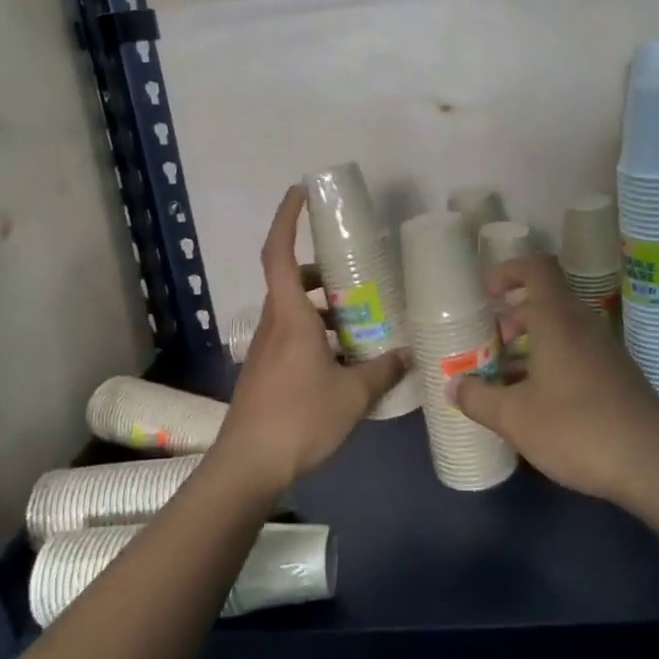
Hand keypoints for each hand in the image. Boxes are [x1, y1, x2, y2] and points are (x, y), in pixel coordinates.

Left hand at [220, 185, 409, 493]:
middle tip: (354, 272)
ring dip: (321, 306)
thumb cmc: (300, 419)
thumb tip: (410, 355)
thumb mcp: (353, 394)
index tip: (300, 191)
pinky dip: (317, 334)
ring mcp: (266, 350)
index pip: (279, 253)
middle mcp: (273, 325)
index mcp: (290, 317)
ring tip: (359, 318)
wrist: (248, 466)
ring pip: (292, 311)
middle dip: (320, 270)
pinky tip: (344, 359)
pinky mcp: (266, 372)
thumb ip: (384, 370)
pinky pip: (292, 337)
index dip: (286, 218)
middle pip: (290, 281)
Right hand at [449, 255, 658, 504]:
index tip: (486, 295)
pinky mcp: (619, 375)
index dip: (508, 271)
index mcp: (559, 320)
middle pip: (546, 300)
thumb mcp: (514, 418)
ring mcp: (607, 350)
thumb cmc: (576, 430)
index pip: (537, 268)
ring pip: (562, 330)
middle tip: (489, 346)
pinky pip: (578, 352)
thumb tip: (454, 386)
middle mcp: (585, 325)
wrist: (652, 465)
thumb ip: (478, 398)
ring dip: (531, 344)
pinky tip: (540, 402)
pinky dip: (553, 362)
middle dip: (512, 317)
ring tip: (506, 378)